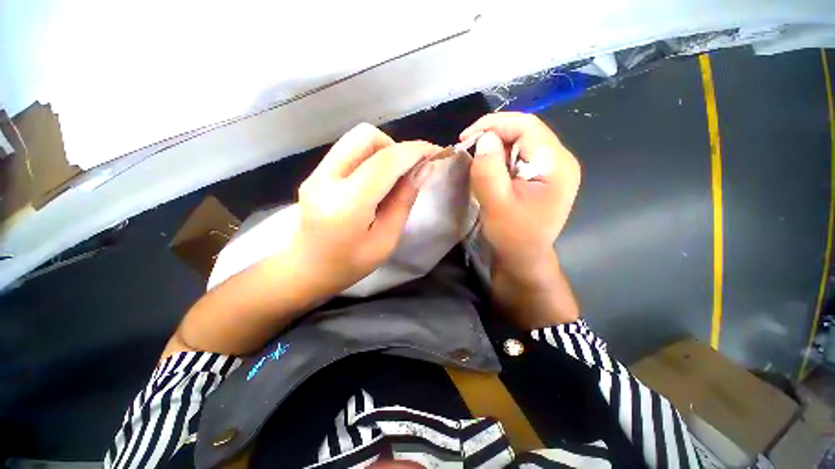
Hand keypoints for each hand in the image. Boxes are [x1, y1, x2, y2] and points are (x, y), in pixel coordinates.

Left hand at [293, 123, 439, 293]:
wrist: (306, 269)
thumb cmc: (350, 264)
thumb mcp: (386, 240)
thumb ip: (403, 202)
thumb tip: (422, 170)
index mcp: (347, 205)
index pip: (384, 162)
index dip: (414, 152)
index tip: (435, 152)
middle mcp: (326, 180)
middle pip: (365, 136)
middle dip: (395, 147)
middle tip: (408, 170)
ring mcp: (317, 173)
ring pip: (356, 138)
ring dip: (382, 149)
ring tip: (393, 176)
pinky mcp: (316, 173)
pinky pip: (348, 150)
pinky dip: (370, 156)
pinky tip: (376, 179)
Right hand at [460, 113, 580, 273]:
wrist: (524, 258)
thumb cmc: (512, 235)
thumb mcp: (496, 203)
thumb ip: (489, 169)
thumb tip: (485, 138)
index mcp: (556, 165)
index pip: (527, 126)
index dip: (494, 124)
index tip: (466, 137)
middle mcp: (560, 161)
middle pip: (526, 131)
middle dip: (494, 135)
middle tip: (469, 148)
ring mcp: (553, 168)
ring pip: (521, 142)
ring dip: (496, 148)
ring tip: (478, 161)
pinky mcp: (543, 176)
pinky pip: (520, 156)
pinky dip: (501, 158)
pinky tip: (491, 170)